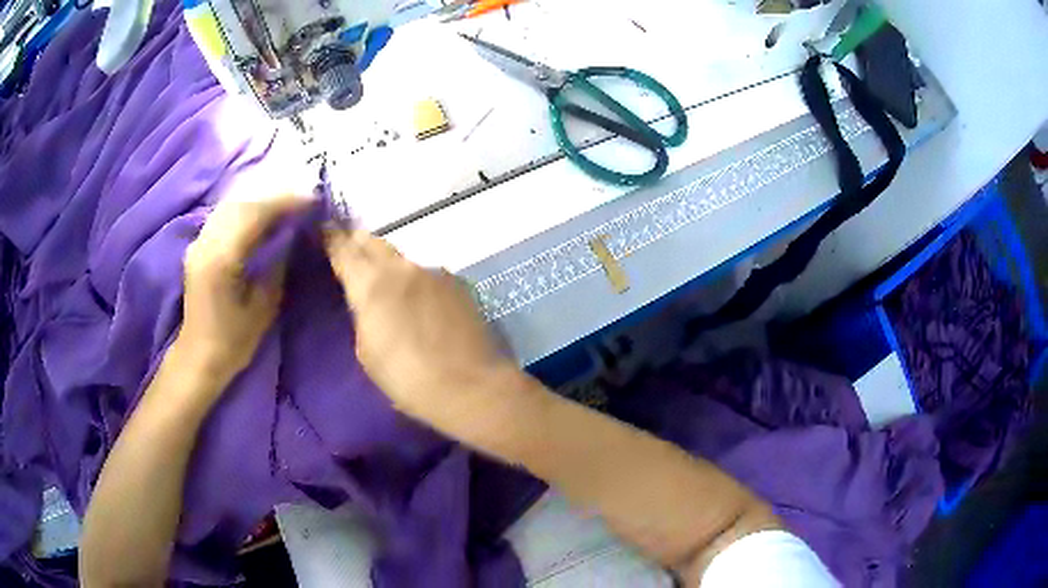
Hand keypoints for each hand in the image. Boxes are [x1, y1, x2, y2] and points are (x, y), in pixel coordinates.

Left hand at [178, 191, 313, 388]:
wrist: (198, 356)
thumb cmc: (233, 341)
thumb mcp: (262, 309)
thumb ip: (276, 267)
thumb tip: (291, 236)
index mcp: (222, 259)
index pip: (255, 215)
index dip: (285, 203)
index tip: (311, 199)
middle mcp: (206, 243)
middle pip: (242, 204)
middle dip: (274, 198)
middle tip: (302, 200)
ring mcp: (199, 243)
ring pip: (230, 206)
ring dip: (259, 201)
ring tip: (284, 206)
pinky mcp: (198, 247)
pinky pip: (223, 216)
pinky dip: (245, 210)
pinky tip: (259, 217)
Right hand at [324, 229, 520, 418]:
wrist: (470, 387)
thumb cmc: (407, 379)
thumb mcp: (367, 351)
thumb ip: (363, 313)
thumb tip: (368, 299)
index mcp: (372, 284)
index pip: (344, 248)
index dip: (331, 237)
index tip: (323, 230)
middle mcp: (403, 268)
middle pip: (373, 242)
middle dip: (358, 242)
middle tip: (349, 249)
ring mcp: (434, 272)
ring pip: (402, 258)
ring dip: (389, 264)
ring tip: (386, 283)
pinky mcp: (458, 284)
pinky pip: (427, 274)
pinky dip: (415, 281)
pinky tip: (419, 302)